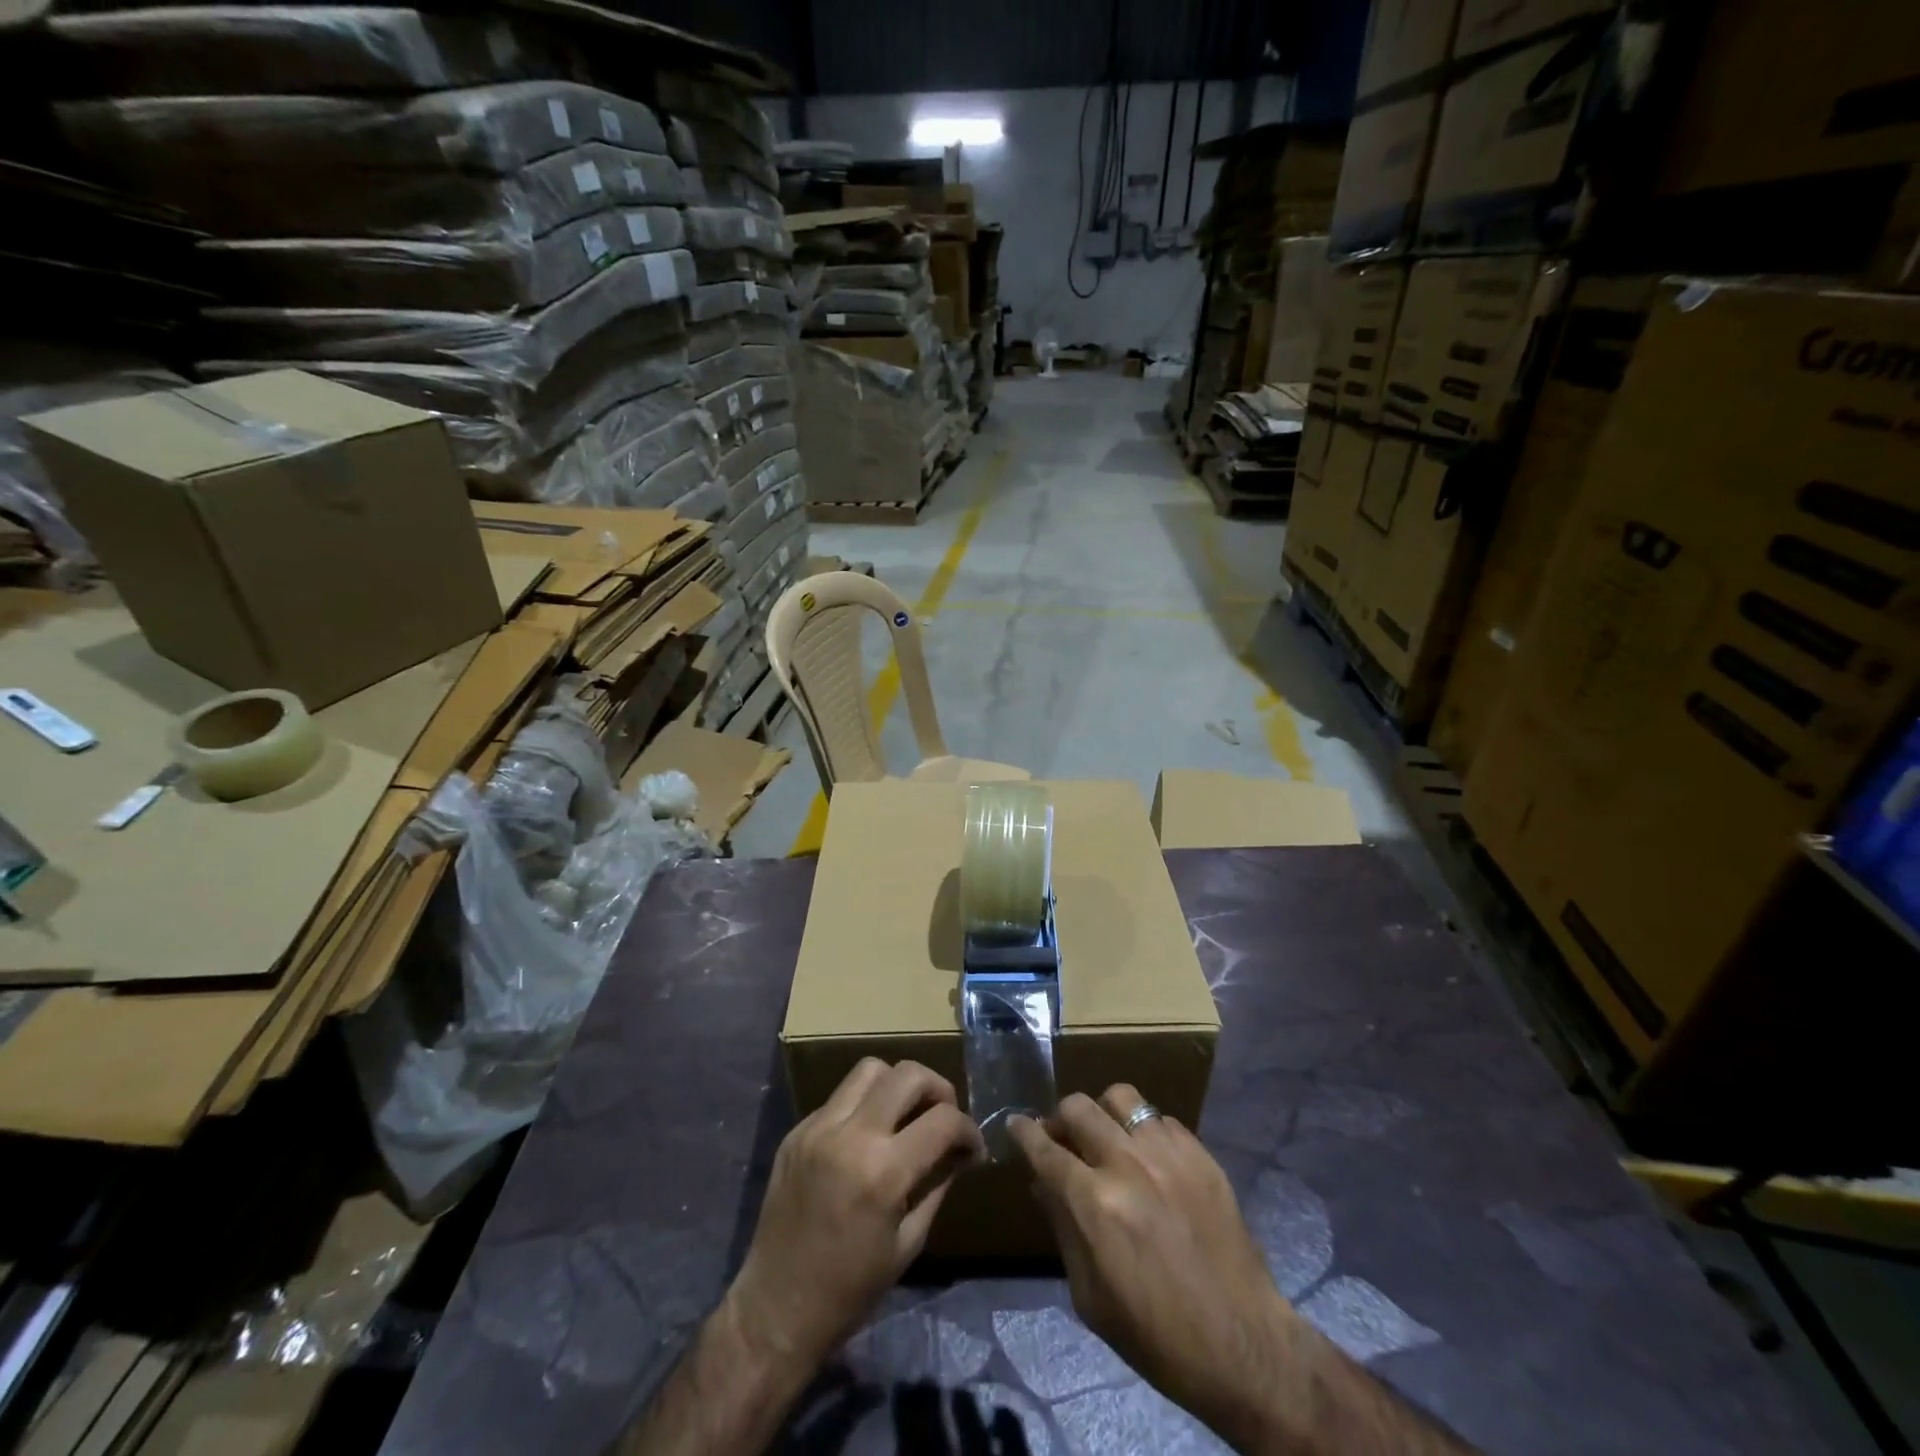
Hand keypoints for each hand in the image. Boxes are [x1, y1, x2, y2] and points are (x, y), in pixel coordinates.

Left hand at [729, 1058, 985, 1371]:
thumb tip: (962, 1151)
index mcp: (883, 1173)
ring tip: (906, 1114)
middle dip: (939, 1089)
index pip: (943, 1120)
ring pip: (870, 1070)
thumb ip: (938, 1184)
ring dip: (898, 1084)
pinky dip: (864, 1105)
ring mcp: (818, 1128)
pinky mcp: (797, 1131)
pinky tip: (867, 1136)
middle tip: (944, 1116)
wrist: (776, 1308)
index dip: (969, 1129)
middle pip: (908, 1074)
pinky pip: (840, 1097)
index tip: (973, 1146)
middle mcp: (851, 1136)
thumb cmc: (850, 1289)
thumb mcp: (909, 1242)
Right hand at [1009, 1087, 1302, 1448]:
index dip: (1023, 1132)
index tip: (1016, 1124)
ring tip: (1107, 1137)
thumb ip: (1063, 1227)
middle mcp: (1127, 1163)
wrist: (1241, 1344)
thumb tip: (1042, 1183)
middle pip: (1077, 1107)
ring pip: (1121, 1097)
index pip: (1044, 1148)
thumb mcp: (1090, 1296)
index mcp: (1094, 1202)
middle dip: (1060, 1119)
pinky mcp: (1200, 1154)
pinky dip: (1144, 1130)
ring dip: (1103, 1113)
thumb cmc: (1155, 1334)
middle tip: (1063, 1139)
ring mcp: (1168, 1153)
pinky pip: (1160, 1117)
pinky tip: (1149, 1157)